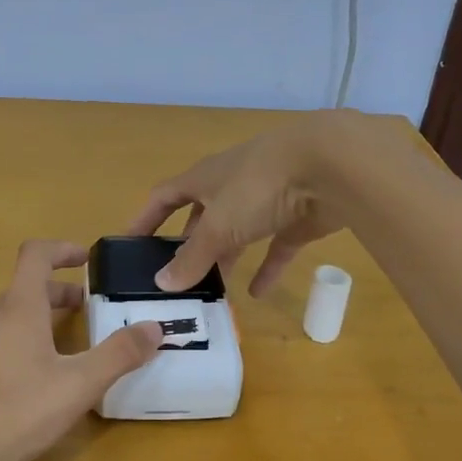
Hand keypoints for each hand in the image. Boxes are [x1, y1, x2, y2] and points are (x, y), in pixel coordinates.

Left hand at [0, 240, 162, 460]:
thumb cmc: (19, 412)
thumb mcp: (79, 385)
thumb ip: (119, 354)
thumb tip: (155, 328)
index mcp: (18, 309)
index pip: (36, 255)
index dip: (61, 250)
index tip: (84, 260)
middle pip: (22, 291)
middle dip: (55, 296)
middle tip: (82, 313)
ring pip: (1, 321)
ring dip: (30, 323)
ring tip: (54, 352)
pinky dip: (6, 349)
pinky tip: (16, 385)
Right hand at [127, 110, 387, 295]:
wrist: (331, 166)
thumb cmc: (259, 186)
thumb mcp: (219, 225)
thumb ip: (192, 256)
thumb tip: (161, 282)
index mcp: (204, 178)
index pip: (164, 197)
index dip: (145, 219)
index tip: (130, 245)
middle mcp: (232, 185)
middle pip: (202, 216)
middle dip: (188, 245)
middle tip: (175, 277)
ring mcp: (267, 199)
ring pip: (238, 232)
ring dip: (224, 258)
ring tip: (210, 290)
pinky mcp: (297, 217)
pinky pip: (276, 246)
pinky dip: (266, 268)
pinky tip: (257, 294)